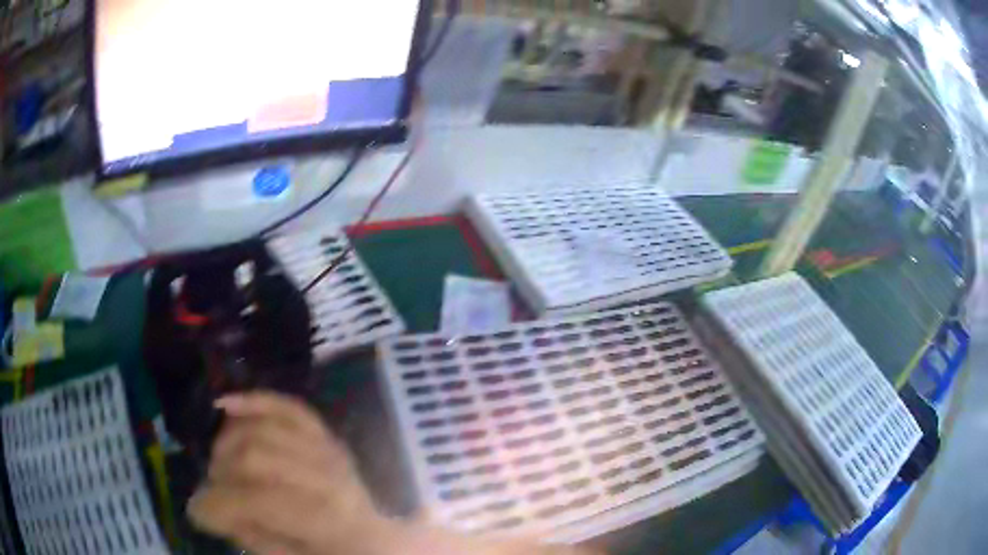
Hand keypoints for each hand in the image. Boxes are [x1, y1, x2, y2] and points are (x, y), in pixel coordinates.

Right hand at [188, 392, 393, 554]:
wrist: (381, 538)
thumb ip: (253, 535)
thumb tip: (207, 507)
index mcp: (328, 520)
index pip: (258, 501)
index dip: (217, 505)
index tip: (197, 513)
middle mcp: (329, 477)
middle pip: (253, 457)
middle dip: (220, 474)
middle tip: (212, 491)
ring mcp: (329, 450)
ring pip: (262, 429)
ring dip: (228, 443)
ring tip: (220, 466)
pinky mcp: (326, 434)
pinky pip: (287, 406)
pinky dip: (253, 400)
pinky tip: (224, 404)